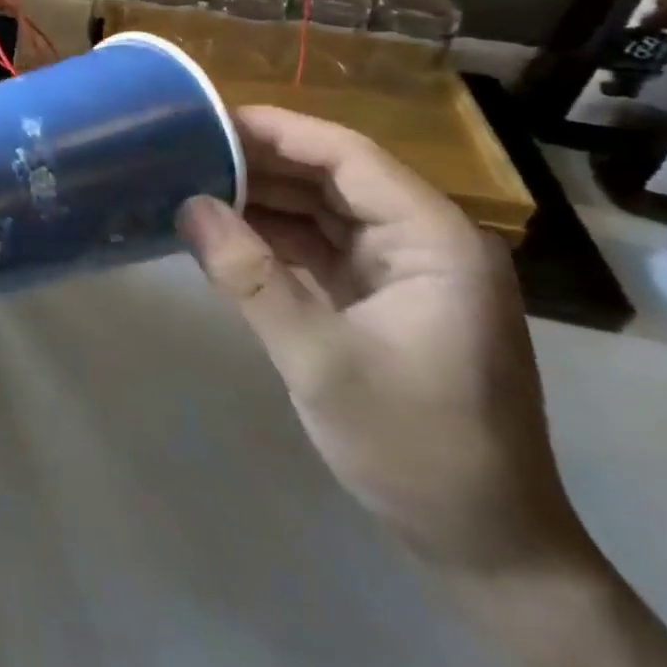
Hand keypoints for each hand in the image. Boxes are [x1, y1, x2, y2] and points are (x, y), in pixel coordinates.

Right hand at [180, 106, 583, 570]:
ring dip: (259, 196)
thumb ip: (250, 277)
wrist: (483, 546)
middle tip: (183, 150)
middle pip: (330, 174)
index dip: (275, 130)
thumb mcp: (321, 361)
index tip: (206, 119)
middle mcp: (422, 239)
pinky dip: (269, 234)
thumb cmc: (415, 447)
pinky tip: (219, 229)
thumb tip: (187, 205)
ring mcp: (400, 268)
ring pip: (319, 207)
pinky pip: (315, 244)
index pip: (346, 155)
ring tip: (188, 181)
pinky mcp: (377, 295)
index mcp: (433, 239)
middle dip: (258, 161)